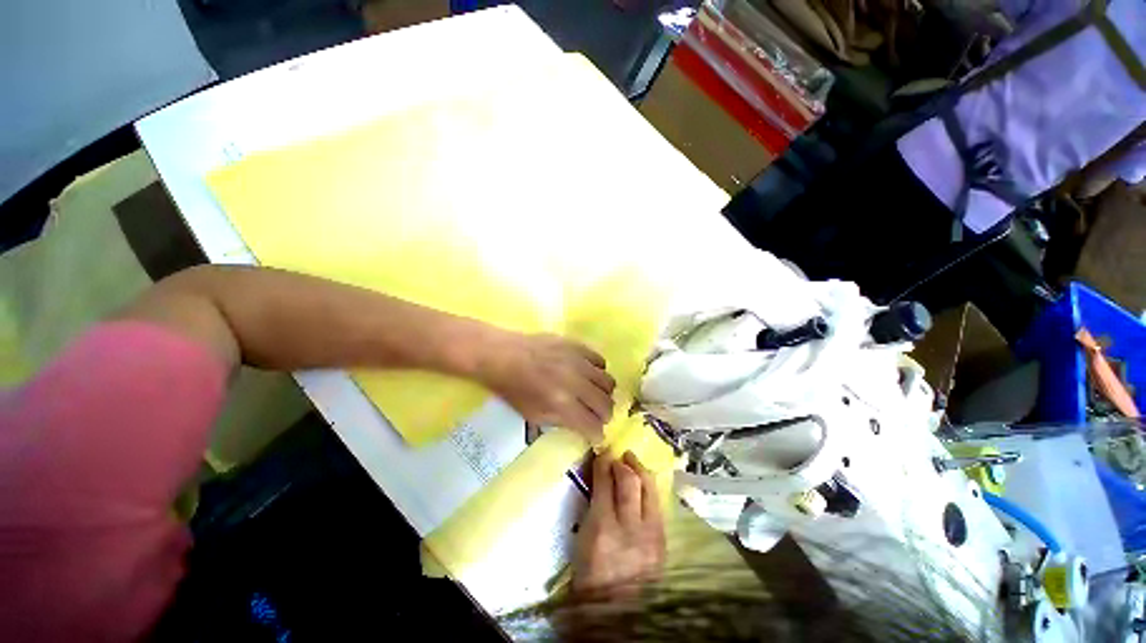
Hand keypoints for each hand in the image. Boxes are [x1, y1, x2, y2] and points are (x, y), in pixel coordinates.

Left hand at [479, 333, 615, 440]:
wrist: (501, 355)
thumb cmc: (512, 389)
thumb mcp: (532, 414)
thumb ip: (561, 421)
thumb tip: (582, 425)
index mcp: (561, 403)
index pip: (592, 424)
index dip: (597, 434)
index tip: (597, 435)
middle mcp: (575, 382)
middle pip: (606, 404)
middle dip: (605, 415)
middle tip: (599, 417)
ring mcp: (578, 361)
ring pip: (608, 382)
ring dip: (605, 394)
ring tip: (596, 395)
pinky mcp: (577, 345)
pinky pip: (600, 360)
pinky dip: (599, 371)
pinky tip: (590, 374)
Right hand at [572, 452, 665, 598]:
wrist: (616, 613)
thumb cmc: (590, 576)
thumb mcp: (583, 539)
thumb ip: (593, 504)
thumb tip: (600, 476)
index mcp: (603, 529)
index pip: (605, 483)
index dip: (603, 464)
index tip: (602, 453)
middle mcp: (630, 529)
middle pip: (630, 482)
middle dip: (623, 463)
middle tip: (618, 456)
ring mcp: (652, 536)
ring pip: (650, 489)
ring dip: (640, 470)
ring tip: (632, 461)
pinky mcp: (663, 542)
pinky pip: (658, 506)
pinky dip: (649, 490)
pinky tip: (643, 485)